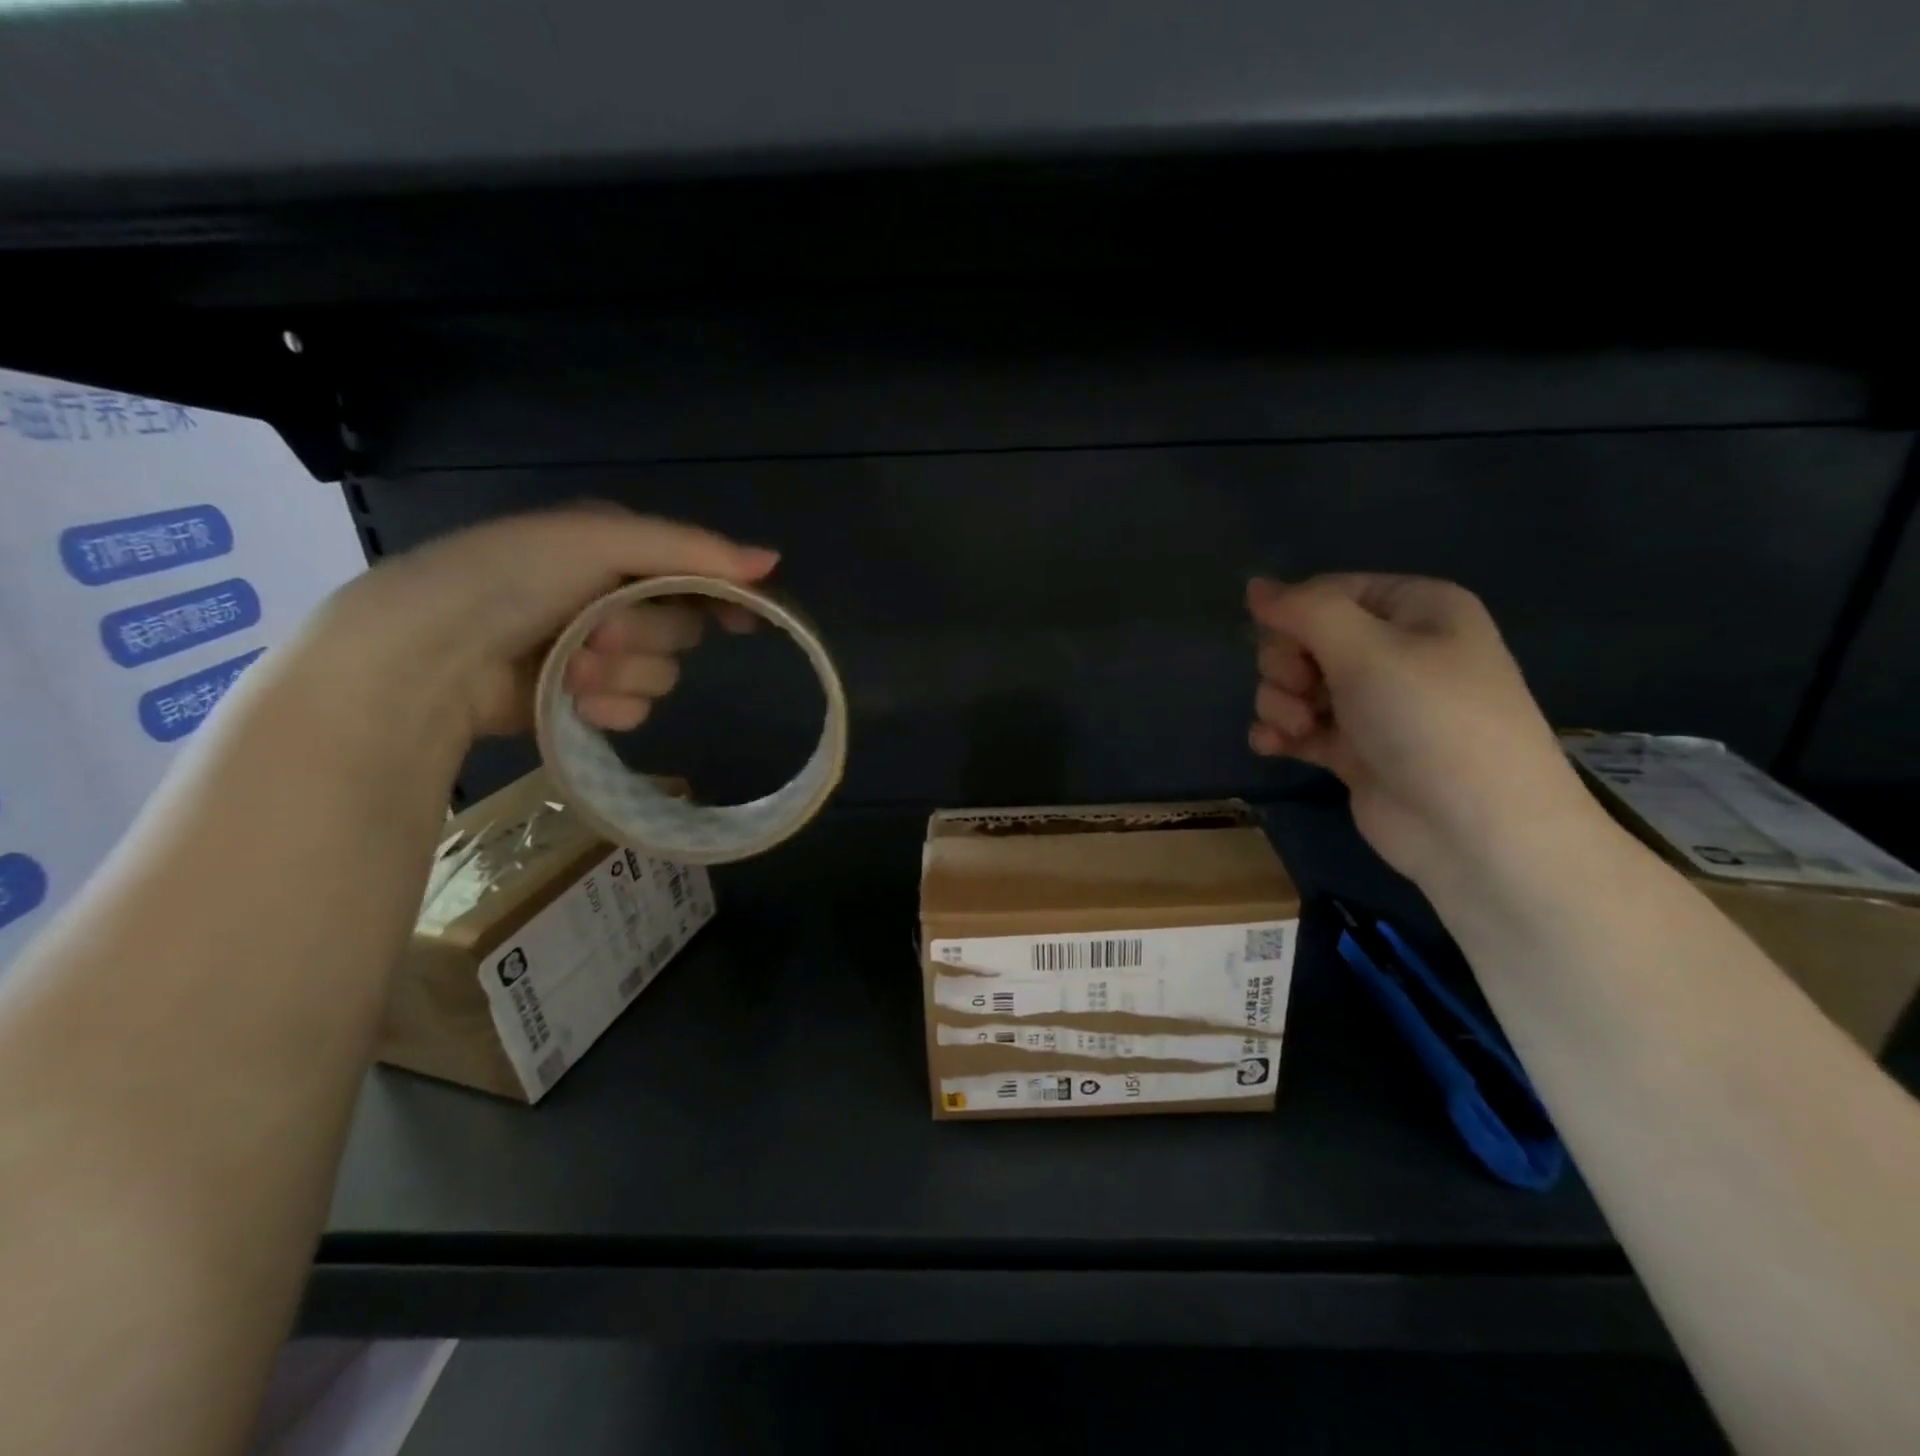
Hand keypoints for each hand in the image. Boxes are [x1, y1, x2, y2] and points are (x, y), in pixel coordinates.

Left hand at [315, 507, 777, 741]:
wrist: (428, 653)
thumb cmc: (512, 577)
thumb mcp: (600, 540)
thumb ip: (691, 549)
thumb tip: (773, 561)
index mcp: (614, 551)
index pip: (695, 573)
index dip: (725, 596)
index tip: (747, 620)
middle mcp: (611, 598)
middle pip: (681, 629)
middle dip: (645, 633)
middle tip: (598, 630)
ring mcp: (597, 653)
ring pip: (661, 674)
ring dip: (621, 672)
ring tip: (568, 667)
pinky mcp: (583, 700)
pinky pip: (635, 709)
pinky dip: (610, 705)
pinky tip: (576, 701)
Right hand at [1246, 574, 1596, 886]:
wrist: (1475, 830)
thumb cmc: (1430, 721)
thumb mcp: (1367, 651)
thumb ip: (1304, 611)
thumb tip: (1253, 585)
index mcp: (1415, 610)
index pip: (1329, 592)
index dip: (1295, 616)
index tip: (1287, 645)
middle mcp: (1395, 650)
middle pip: (1305, 639)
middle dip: (1287, 665)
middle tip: (1304, 690)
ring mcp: (1372, 703)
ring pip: (1295, 684)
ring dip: (1281, 704)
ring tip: (1297, 728)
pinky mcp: (1353, 748)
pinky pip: (1299, 726)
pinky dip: (1280, 734)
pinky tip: (1270, 747)